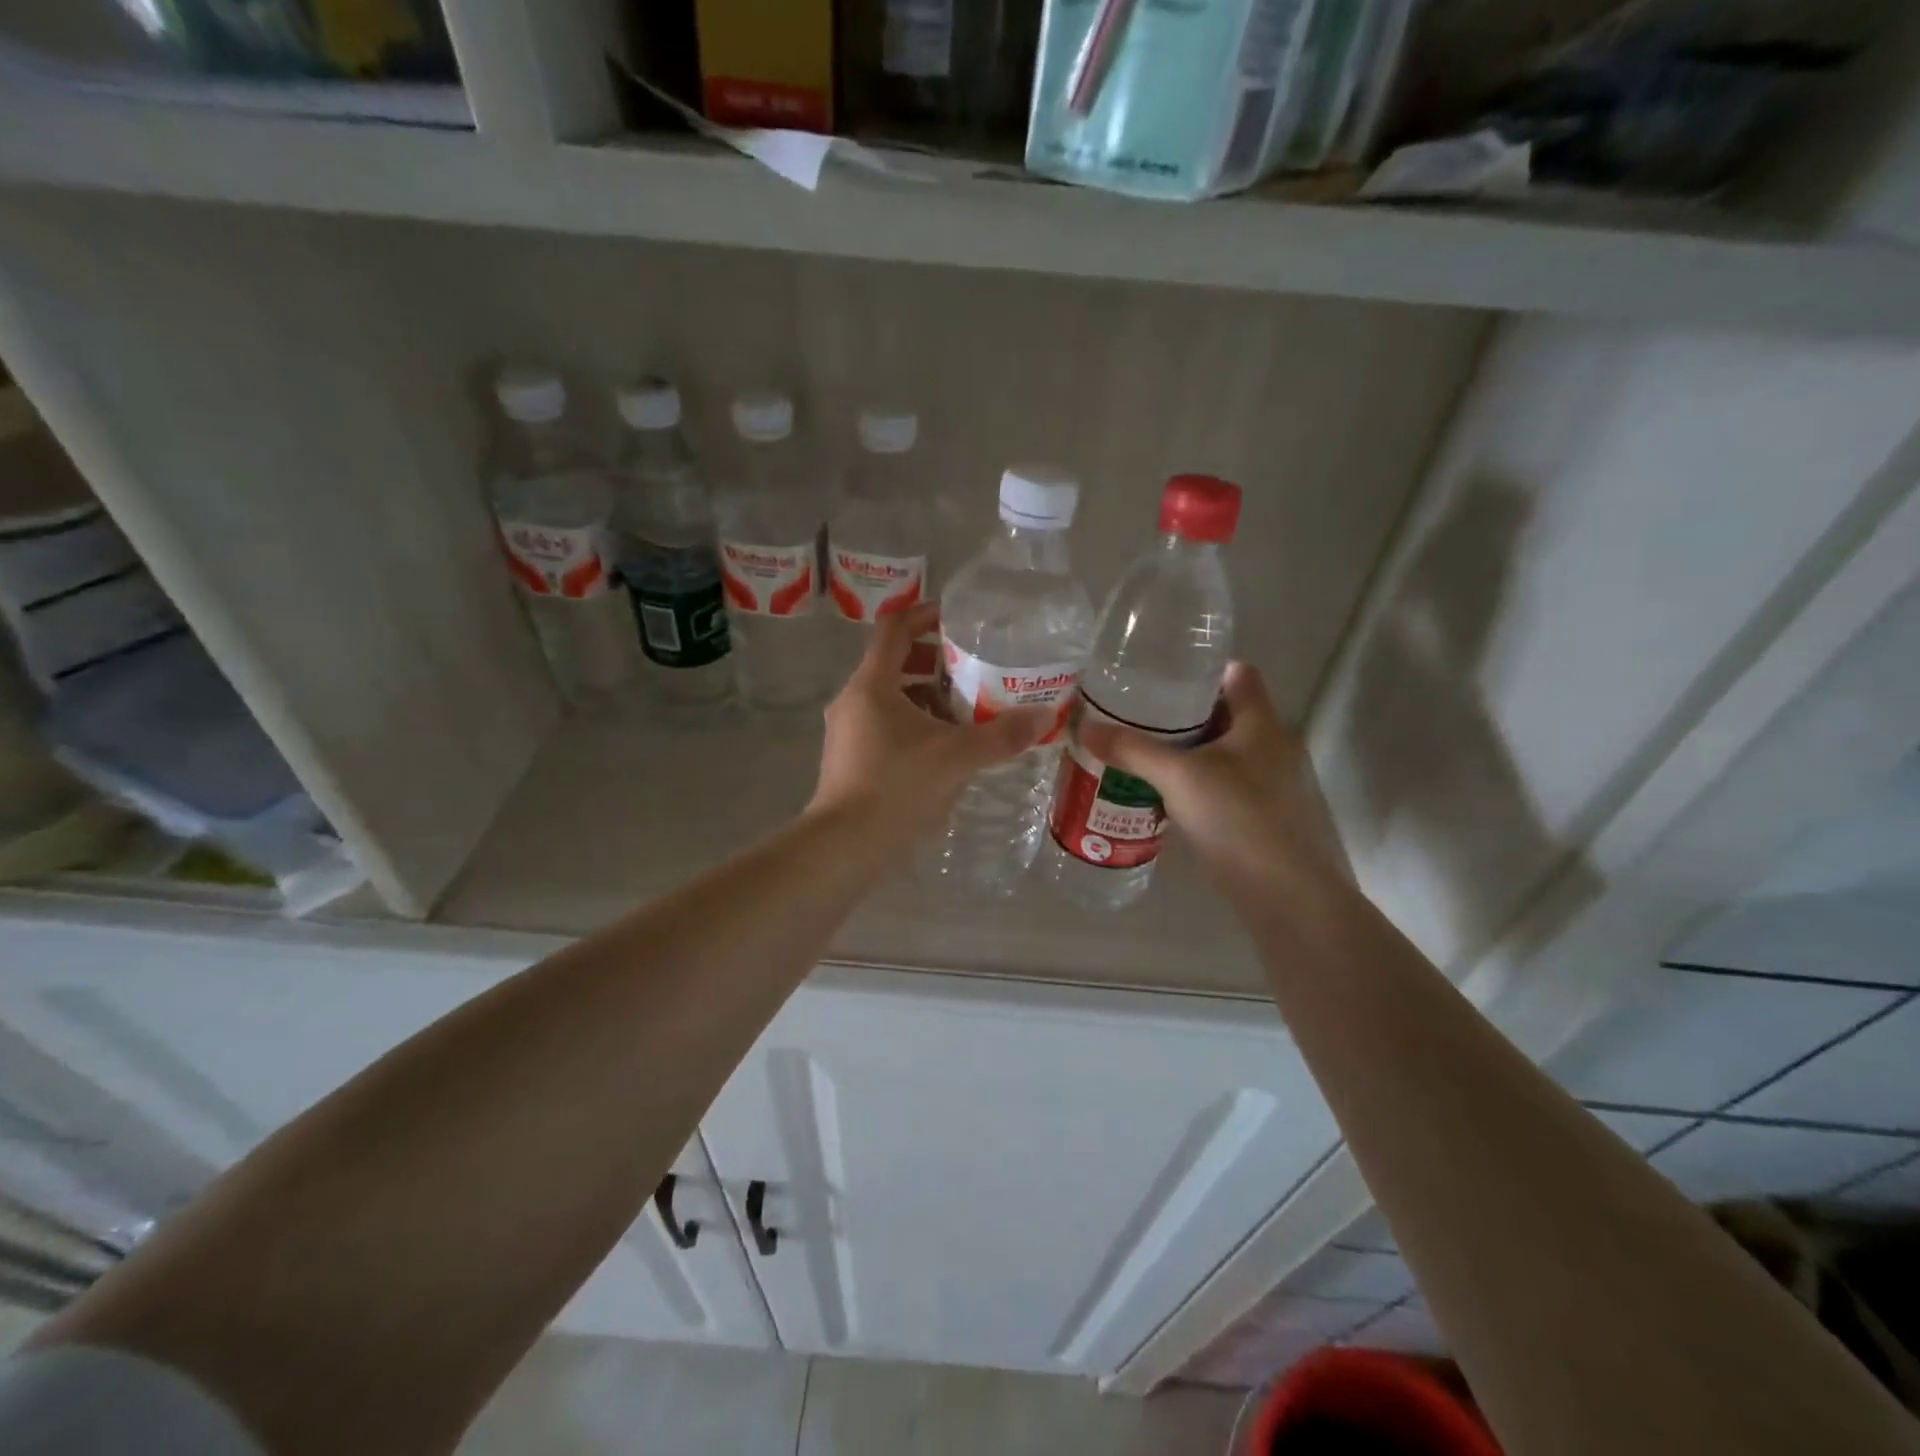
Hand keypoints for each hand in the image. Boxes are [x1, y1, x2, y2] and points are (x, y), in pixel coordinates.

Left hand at [810, 603, 1047, 845]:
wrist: (847, 844)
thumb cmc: (899, 786)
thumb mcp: (959, 757)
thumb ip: (1003, 735)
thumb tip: (1044, 717)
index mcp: (872, 684)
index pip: (895, 628)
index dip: (924, 614)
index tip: (955, 618)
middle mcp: (852, 700)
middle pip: (892, 662)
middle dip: (933, 662)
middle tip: (970, 671)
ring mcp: (845, 731)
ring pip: (888, 697)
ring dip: (923, 696)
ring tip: (962, 713)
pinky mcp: (847, 758)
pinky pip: (882, 725)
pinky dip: (911, 723)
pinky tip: (939, 749)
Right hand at [1077, 662, 1351, 901]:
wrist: (1286, 896)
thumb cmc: (1239, 819)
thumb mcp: (1178, 778)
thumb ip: (1132, 750)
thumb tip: (1084, 726)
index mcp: (1262, 723)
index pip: (1237, 674)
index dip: (1202, 669)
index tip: (1160, 676)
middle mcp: (1272, 747)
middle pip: (1224, 714)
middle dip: (1180, 714)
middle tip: (1135, 716)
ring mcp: (1270, 784)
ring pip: (1221, 753)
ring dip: (1185, 752)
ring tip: (1139, 753)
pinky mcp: (1262, 817)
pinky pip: (1222, 786)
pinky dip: (1193, 784)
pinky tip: (1161, 796)